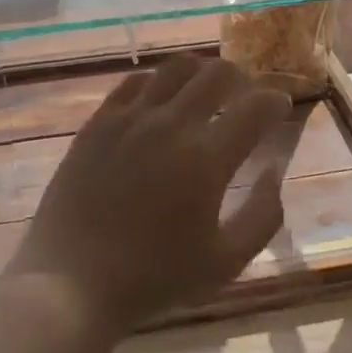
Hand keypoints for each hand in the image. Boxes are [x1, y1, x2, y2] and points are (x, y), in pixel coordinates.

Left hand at [9, 56, 291, 334]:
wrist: (71, 284)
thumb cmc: (153, 279)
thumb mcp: (224, 263)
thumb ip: (262, 216)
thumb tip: (274, 172)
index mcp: (207, 158)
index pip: (254, 107)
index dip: (275, 100)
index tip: (280, 105)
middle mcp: (171, 124)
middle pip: (216, 73)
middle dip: (241, 78)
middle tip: (244, 96)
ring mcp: (130, 118)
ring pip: (175, 68)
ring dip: (200, 72)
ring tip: (204, 90)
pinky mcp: (99, 122)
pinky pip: (133, 82)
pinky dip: (157, 82)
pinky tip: (160, 98)